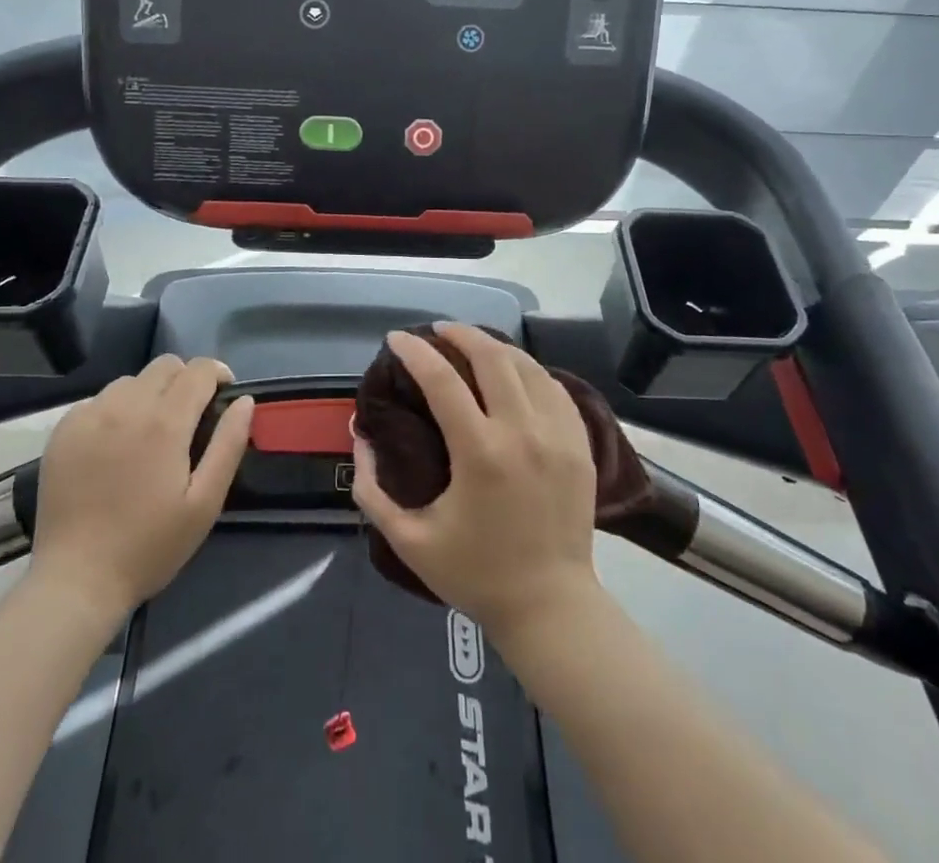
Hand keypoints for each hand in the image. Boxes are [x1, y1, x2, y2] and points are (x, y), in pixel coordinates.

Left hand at [27, 355, 253, 613]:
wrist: (76, 580)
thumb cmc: (150, 546)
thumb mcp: (205, 502)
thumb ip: (229, 444)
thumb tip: (244, 400)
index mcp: (165, 422)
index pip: (199, 370)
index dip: (218, 374)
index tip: (223, 395)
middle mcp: (126, 406)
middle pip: (165, 365)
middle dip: (186, 380)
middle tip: (189, 417)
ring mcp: (89, 415)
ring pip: (130, 381)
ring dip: (149, 394)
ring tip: (149, 431)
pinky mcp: (64, 430)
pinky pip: (98, 400)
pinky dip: (115, 410)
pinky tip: (114, 445)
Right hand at [351, 324, 599, 639]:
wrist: (551, 607)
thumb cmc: (476, 575)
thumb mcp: (409, 541)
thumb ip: (372, 489)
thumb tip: (359, 436)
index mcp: (480, 453)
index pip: (442, 381)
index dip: (415, 352)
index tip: (397, 338)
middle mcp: (523, 432)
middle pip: (492, 357)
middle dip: (460, 333)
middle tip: (437, 331)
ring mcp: (558, 435)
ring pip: (527, 365)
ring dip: (495, 346)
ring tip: (472, 343)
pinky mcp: (580, 444)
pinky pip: (553, 388)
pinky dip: (529, 370)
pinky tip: (513, 372)